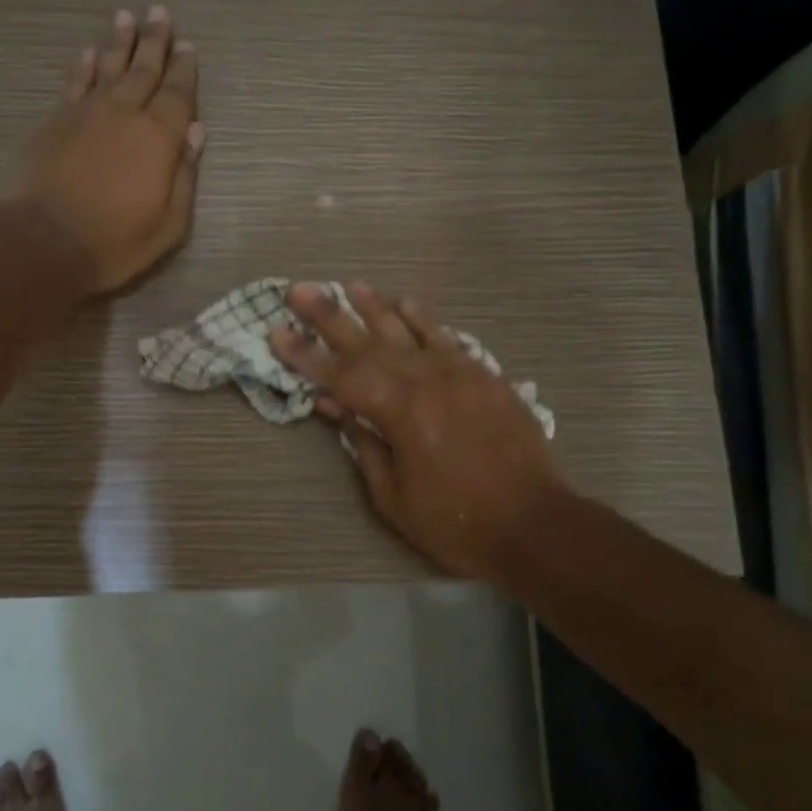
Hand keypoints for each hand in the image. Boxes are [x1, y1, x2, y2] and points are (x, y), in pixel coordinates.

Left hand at [12, 6, 204, 294]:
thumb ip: (185, 176)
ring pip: (108, 66)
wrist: (47, 241)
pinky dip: (84, 65)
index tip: (188, 46)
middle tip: (159, 12)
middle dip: (154, 41)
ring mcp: (87, 113)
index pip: (178, 94)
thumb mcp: (169, 224)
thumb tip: (195, 133)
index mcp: (159, 138)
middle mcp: (125, 113)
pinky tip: (89, 52)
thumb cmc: (117, 241)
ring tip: (127, 16)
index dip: (184, 70)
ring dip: (119, 41)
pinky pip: (75, 82)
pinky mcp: (56, 121)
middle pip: (144, 69)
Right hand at [270, 282, 566, 584]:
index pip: (340, 376)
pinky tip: (405, 303)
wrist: (535, 526)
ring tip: (348, 285)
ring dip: (375, 307)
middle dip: (329, 316)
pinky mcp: (485, 377)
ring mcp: (460, 374)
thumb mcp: (394, 498)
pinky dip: (424, 320)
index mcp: (400, 413)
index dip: (304, 356)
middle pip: (368, 343)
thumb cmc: (456, 524)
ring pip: (408, 331)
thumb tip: (335, 408)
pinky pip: (448, 339)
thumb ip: (364, 445)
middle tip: (298, 290)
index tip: (276, 333)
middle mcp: (427, 381)